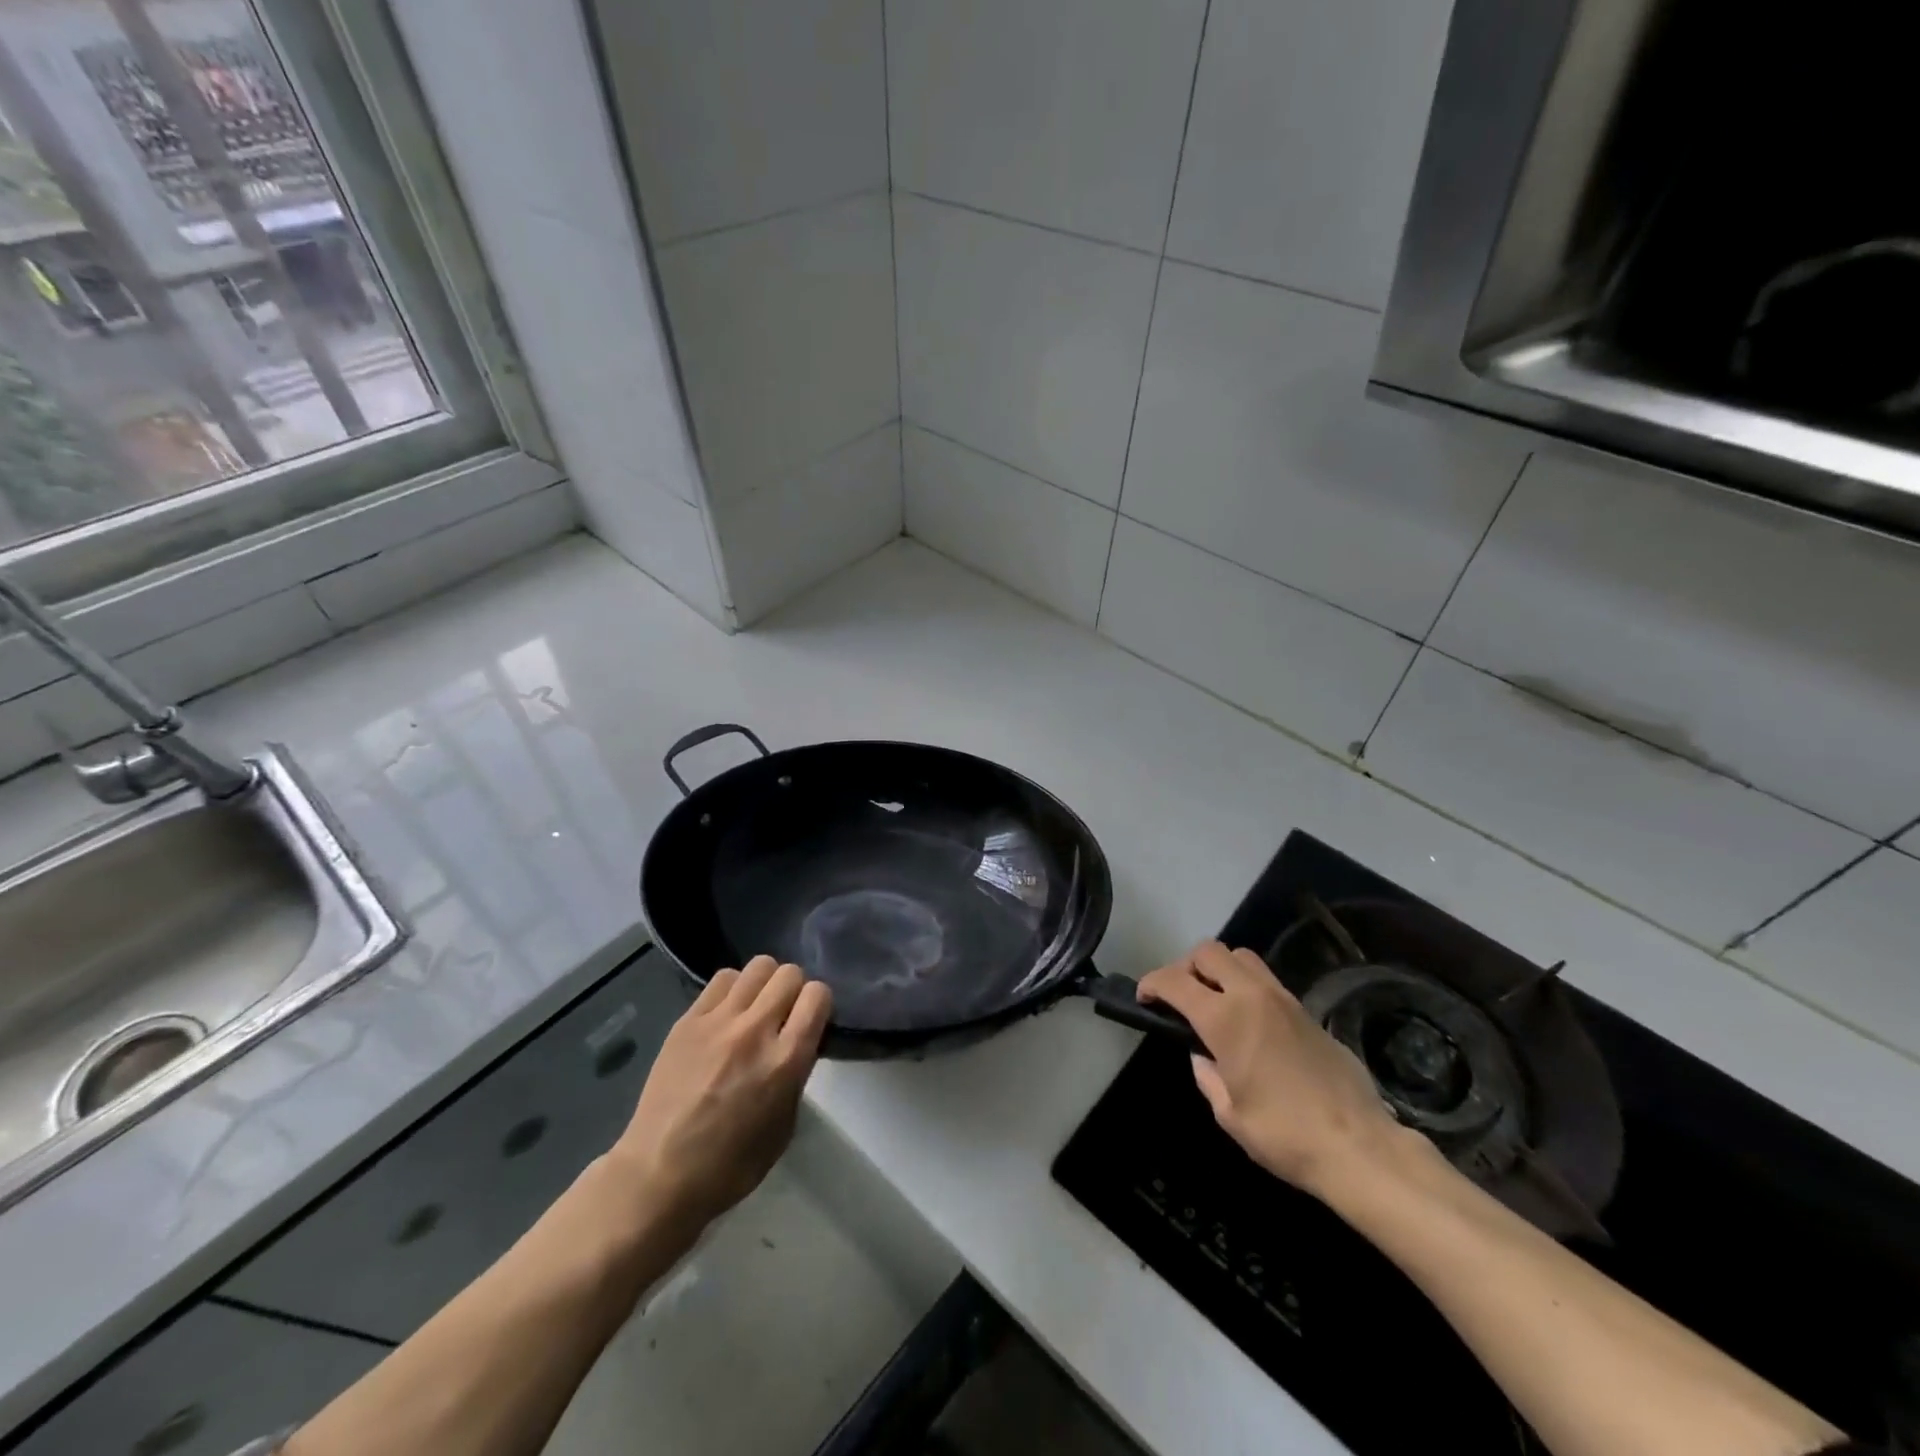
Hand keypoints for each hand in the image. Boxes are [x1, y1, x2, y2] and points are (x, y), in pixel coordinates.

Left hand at [607, 957, 831, 1235]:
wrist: (659, 1175)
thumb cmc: (730, 1165)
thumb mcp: (784, 1125)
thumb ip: (796, 1074)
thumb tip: (797, 1044)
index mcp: (786, 1060)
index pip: (818, 994)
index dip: (819, 1004)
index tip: (811, 1020)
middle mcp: (756, 1030)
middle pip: (789, 973)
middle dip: (794, 989)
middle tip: (784, 1013)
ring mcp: (718, 1021)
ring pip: (758, 966)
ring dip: (765, 983)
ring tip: (755, 1007)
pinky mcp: (688, 1020)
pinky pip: (722, 979)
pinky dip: (733, 989)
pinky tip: (727, 1013)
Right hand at [1138, 941, 1406, 1200]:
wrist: (1360, 1147)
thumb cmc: (1285, 1136)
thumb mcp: (1230, 1115)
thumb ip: (1208, 1077)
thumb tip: (1203, 1058)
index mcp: (1225, 1019)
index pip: (1175, 981)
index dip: (1152, 983)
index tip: (1144, 997)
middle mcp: (1252, 996)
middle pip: (1209, 952)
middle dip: (1186, 966)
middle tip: (1181, 996)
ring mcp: (1284, 1000)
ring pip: (1242, 957)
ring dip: (1220, 969)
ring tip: (1215, 1001)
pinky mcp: (1308, 1011)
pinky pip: (1267, 980)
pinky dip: (1247, 986)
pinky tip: (1250, 1021)